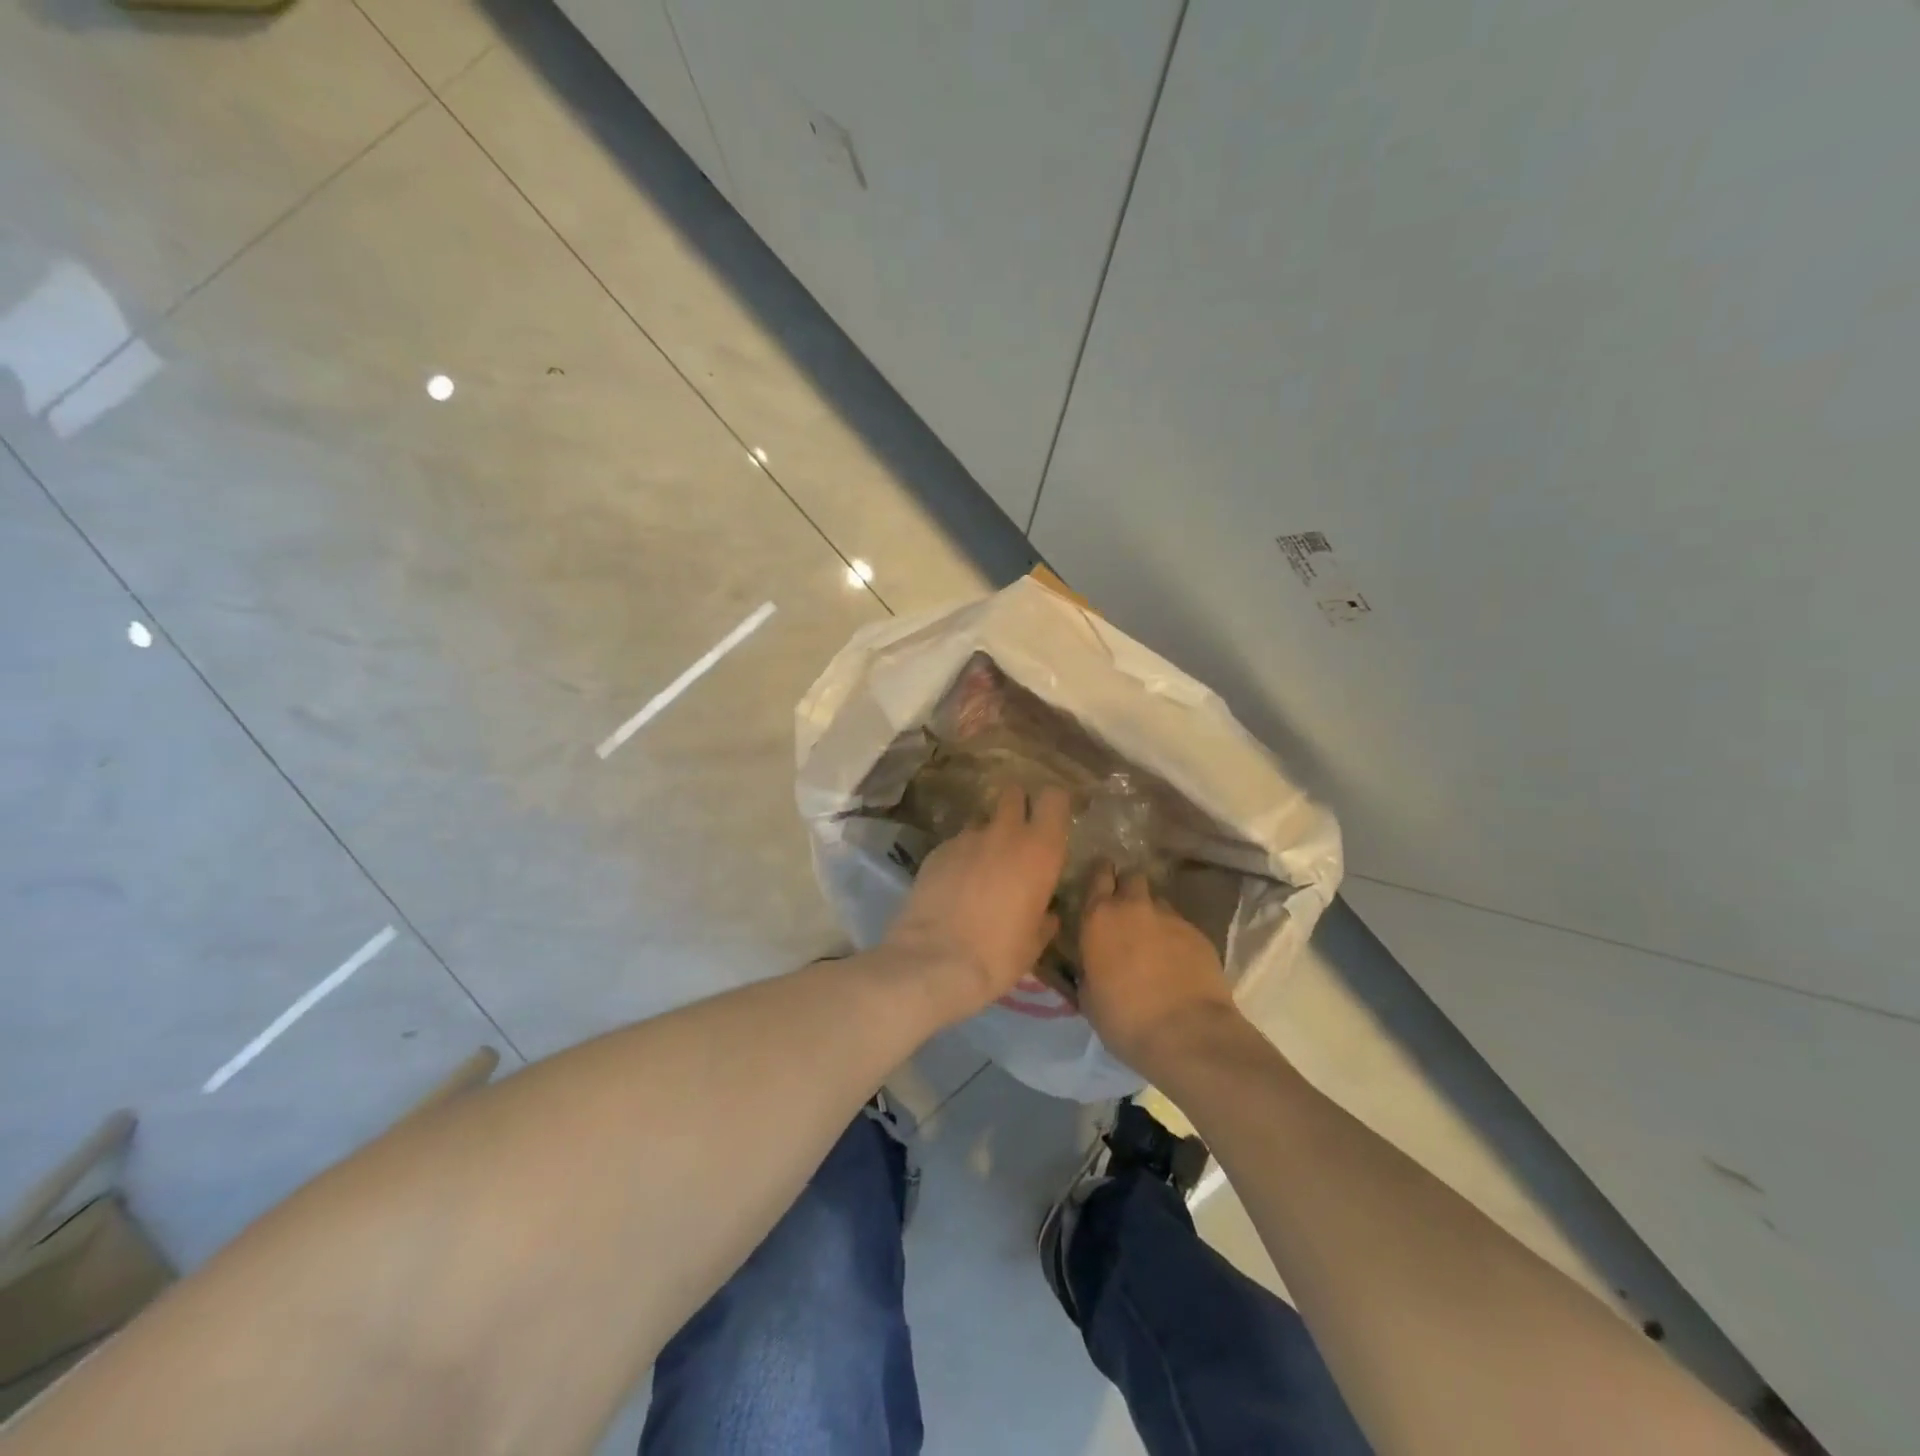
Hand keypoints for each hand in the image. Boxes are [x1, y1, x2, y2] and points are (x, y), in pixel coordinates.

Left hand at [882, 786, 1070, 1022]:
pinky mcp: (936, 850)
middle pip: (1013, 794)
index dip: (1053, 805)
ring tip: (980, 869)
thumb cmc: (998, 954)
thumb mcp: (1035, 943)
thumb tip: (1047, 913)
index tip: (1051, 821)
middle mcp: (1005, 833)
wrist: (934, 961)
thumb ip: (1044, 918)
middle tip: (1016, 835)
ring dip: (986, 836)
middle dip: (1017, 806)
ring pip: (982, 821)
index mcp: (1040, 850)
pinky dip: (959, 857)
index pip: (1054, 798)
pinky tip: (953, 886)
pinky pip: (956, 844)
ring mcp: (966, 838)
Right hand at [1078, 866, 1244, 1079]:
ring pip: (1159, 902)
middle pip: (1132, 877)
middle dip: (1128, 888)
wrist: (1186, 1033)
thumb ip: (1088, 966)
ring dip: (1153, 915)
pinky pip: (1181, 926)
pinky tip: (1177, 963)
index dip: (1100, 876)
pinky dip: (1176, 938)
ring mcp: (1170, 918)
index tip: (1101, 884)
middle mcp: (1134, 907)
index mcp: (1099, 917)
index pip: (1098, 875)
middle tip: (1126, 913)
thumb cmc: (1124, 1018)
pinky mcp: (1199, 934)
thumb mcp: (1088, 995)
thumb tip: (1093, 962)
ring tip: (1154, 942)